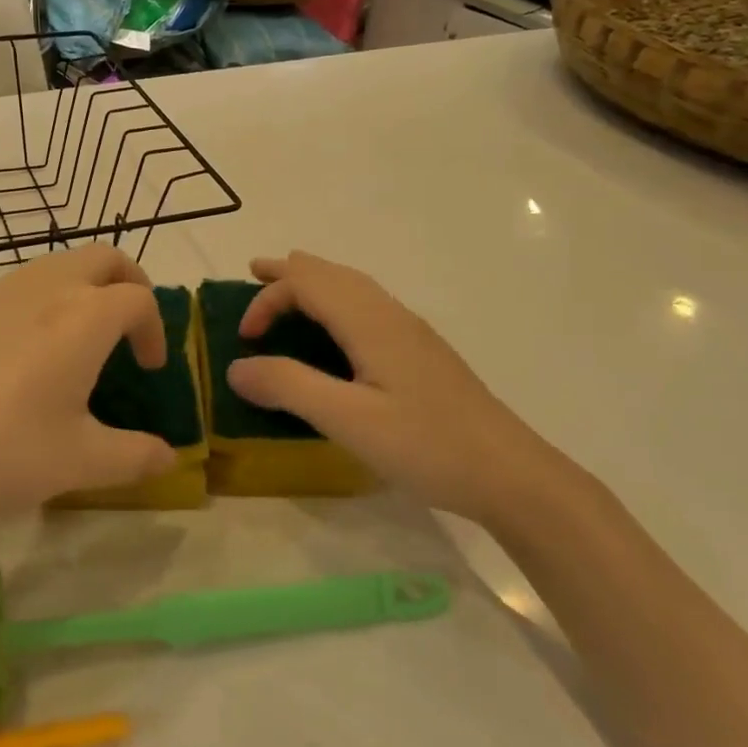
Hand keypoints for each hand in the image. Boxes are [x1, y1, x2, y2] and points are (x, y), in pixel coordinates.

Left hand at [0, 246, 176, 528]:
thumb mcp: (78, 462)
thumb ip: (134, 457)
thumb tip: (168, 457)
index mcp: (84, 316)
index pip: (139, 298)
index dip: (155, 329)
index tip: (149, 368)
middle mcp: (44, 287)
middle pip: (103, 258)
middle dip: (129, 284)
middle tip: (128, 330)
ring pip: (56, 266)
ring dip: (82, 291)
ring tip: (75, 346)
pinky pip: (16, 287)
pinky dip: (40, 303)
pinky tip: (18, 359)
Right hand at [225, 252, 546, 522]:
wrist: (510, 474)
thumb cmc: (426, 446)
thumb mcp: (348, 420)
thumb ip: (289, 387)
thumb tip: (236, 367)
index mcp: (370, 322)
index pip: (307, 284)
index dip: (268, 300)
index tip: (244, 340)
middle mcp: (391, 315)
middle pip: (332, 274)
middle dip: (289, 271)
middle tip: (253, 272)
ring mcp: (411, 333)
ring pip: (354, 287)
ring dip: (314, 282)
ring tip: (287, 288)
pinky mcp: (422, 354)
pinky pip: (367, 307)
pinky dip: (335, 301)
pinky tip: (337, 330)